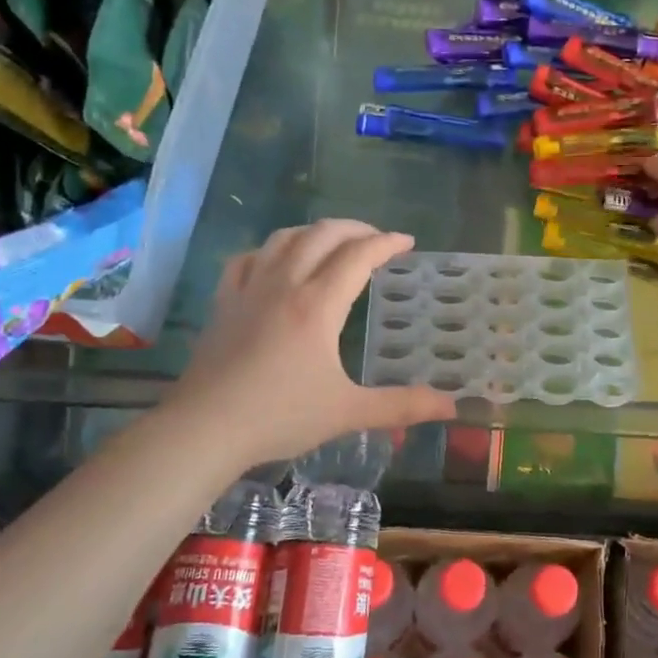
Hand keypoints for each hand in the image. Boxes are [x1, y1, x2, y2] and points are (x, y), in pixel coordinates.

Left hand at [169, 221, 458, 467]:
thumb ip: (402, 405)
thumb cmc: (280, 416)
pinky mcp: (224, 302)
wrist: (204, 429)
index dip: (386, 243)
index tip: (407, 243)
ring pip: (284, 238)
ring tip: (333, 243)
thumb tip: (453, 406)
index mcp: (318, 305)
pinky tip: (276, 262)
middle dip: (356, 228)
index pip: (358, 255)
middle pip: (323, 234)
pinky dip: (270, 250)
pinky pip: (248, 258)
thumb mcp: (348, 412)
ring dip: (315, 232)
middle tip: (377, 240)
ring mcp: (249, 289)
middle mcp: (285, 284)